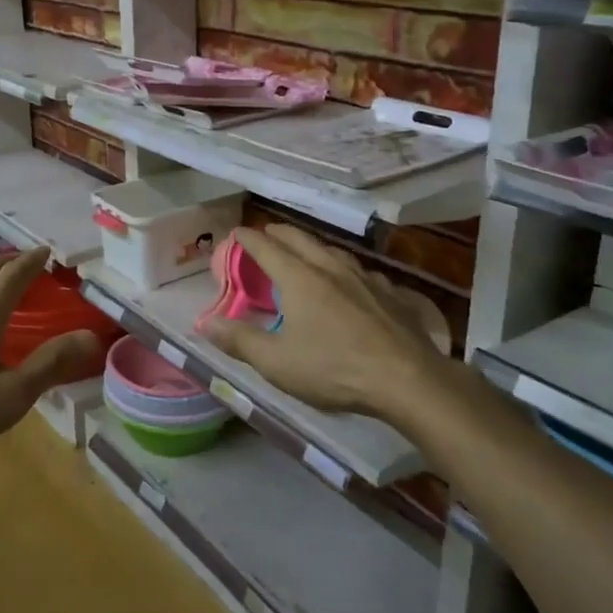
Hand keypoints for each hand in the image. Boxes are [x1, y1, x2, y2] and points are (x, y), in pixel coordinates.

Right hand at [198, 224, 450, 422]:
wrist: (408, 380)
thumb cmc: (335, 369)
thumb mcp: (277, 363)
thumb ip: (239, 340)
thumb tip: (204, 322)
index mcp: (300, 279)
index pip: (267, 248)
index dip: (248, 239)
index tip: (236, 232)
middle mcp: (331, 268)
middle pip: (301, 240)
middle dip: (279, 233)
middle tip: (267, 234)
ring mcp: (365, 278)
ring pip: (334, 251)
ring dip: (313, 247)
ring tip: (306, 253)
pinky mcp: (392, 294)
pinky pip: (362, 272)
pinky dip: (346, 270)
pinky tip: (353, 283)